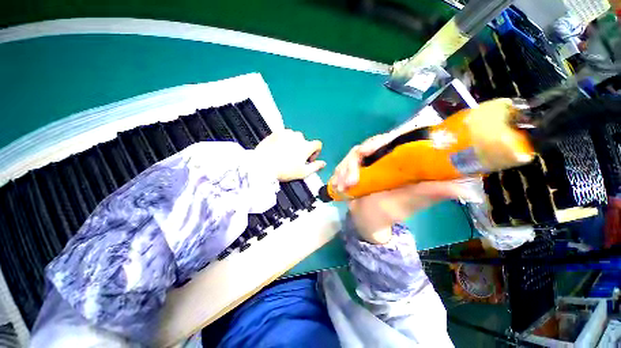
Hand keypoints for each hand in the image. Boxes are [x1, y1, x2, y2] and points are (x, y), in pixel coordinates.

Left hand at [255, 129, 325, 181]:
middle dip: (302, 149)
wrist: (263, 165)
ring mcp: (286, 133)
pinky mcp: (276, 132)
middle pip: (305, 141)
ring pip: (294, 137)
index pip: (318, 144)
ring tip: (286, 154)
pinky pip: (284, 135)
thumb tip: (323, 163)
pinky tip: (278, 149)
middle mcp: (298, 137)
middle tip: (295, 159)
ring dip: (293, 144)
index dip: (316, 152)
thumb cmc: (284, 170)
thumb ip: (315, 167)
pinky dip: (284, 140)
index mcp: (306, 146)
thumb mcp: (303, 172)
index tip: (308, 159)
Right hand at [333, 132, 477, 243]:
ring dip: (344, 169)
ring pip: (351, 156)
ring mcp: (365, 164)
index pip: (391, 140)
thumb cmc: (389, 212)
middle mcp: (382, 158)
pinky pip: (342, 165)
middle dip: (354, 161)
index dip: (378, 141)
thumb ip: (432, 193)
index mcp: (398, 161)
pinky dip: (338, 173)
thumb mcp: (411, 202)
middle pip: (366, 146)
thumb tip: (467, 189)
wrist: (367, 221)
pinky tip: (337, 184)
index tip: (366, 152)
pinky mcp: (353, 170)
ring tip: (342, 186)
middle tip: (350, 180)